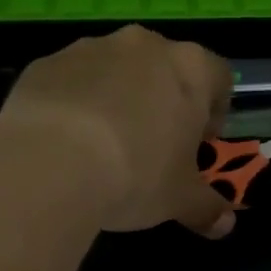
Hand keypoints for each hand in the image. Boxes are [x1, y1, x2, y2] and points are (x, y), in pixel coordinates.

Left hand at [0, 25, 235, 237]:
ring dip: (117, 98)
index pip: (218, 77)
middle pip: (164, 68)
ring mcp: (90, 48)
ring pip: (115, 71)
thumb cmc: (136, 175)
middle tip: (154, 146)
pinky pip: (71, 81)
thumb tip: (225, 225)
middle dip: (163, 102)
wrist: (49, 163)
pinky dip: (75, 104)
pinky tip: (66, 143)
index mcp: (189, 68)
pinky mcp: (46, 63)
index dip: (214, 110)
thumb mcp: (180, 200)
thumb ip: (207, 207)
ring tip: (104, 146)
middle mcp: (143, 45)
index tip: (199, 142)